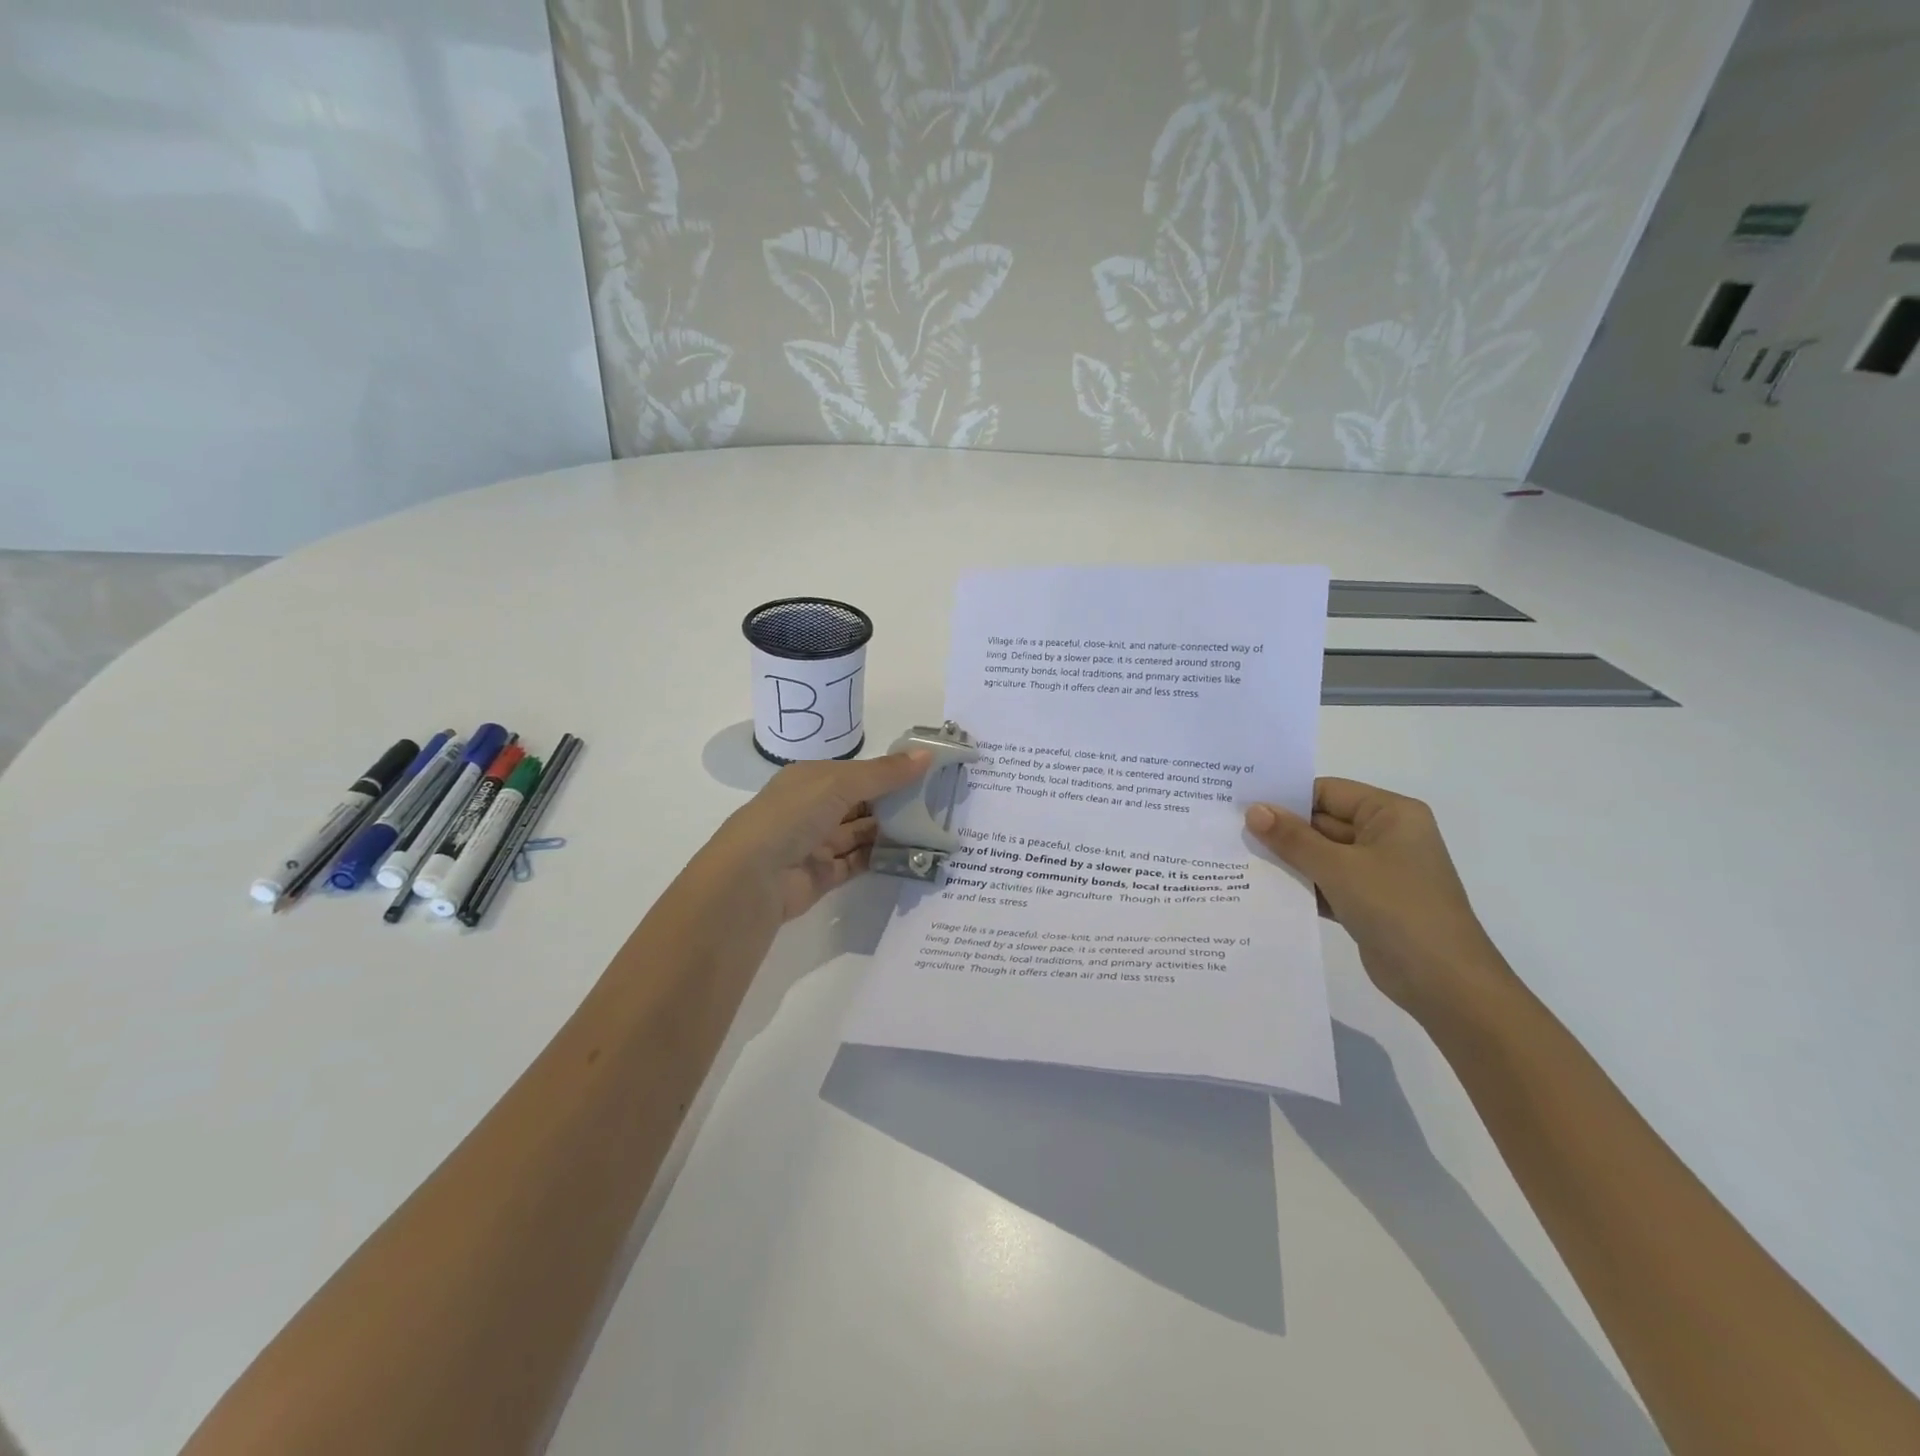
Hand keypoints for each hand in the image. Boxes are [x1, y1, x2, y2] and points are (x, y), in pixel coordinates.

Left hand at [705, 751, 932, 921]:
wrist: (751, 880)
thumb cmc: (791, 817)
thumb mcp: (838, 784)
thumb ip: (884, 773)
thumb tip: (928, 755)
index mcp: (811, 779)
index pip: (858, 772)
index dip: (891, 771)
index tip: (930, 772)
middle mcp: (813, 809)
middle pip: (862, 803)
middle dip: (896, 802)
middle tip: (940, 802)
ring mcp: (817, 843)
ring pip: (863, 833)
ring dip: (893, 831)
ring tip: (934, 828)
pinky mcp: (824, 875)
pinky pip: (860, 862)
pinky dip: (883, 858)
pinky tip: (912, 854)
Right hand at [1245, 778, 1511, 1017]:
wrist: (1444, 983)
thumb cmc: (1397, 908)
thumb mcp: (1338, 867)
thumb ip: (1293, 838)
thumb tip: (1253, 810)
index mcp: (1391, 814)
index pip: (1328, 792)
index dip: (1285, 797)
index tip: (1241, 803)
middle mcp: (1386, 836)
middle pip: (1322, 823)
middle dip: (1281, 830)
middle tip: (1230, 830)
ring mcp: (1378, 871)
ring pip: (1321, 855)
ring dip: (1287, 859)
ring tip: (1236, 857)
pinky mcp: (1368, 902)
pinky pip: (1327, 883)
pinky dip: (1300, 885)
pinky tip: (1262, 888)